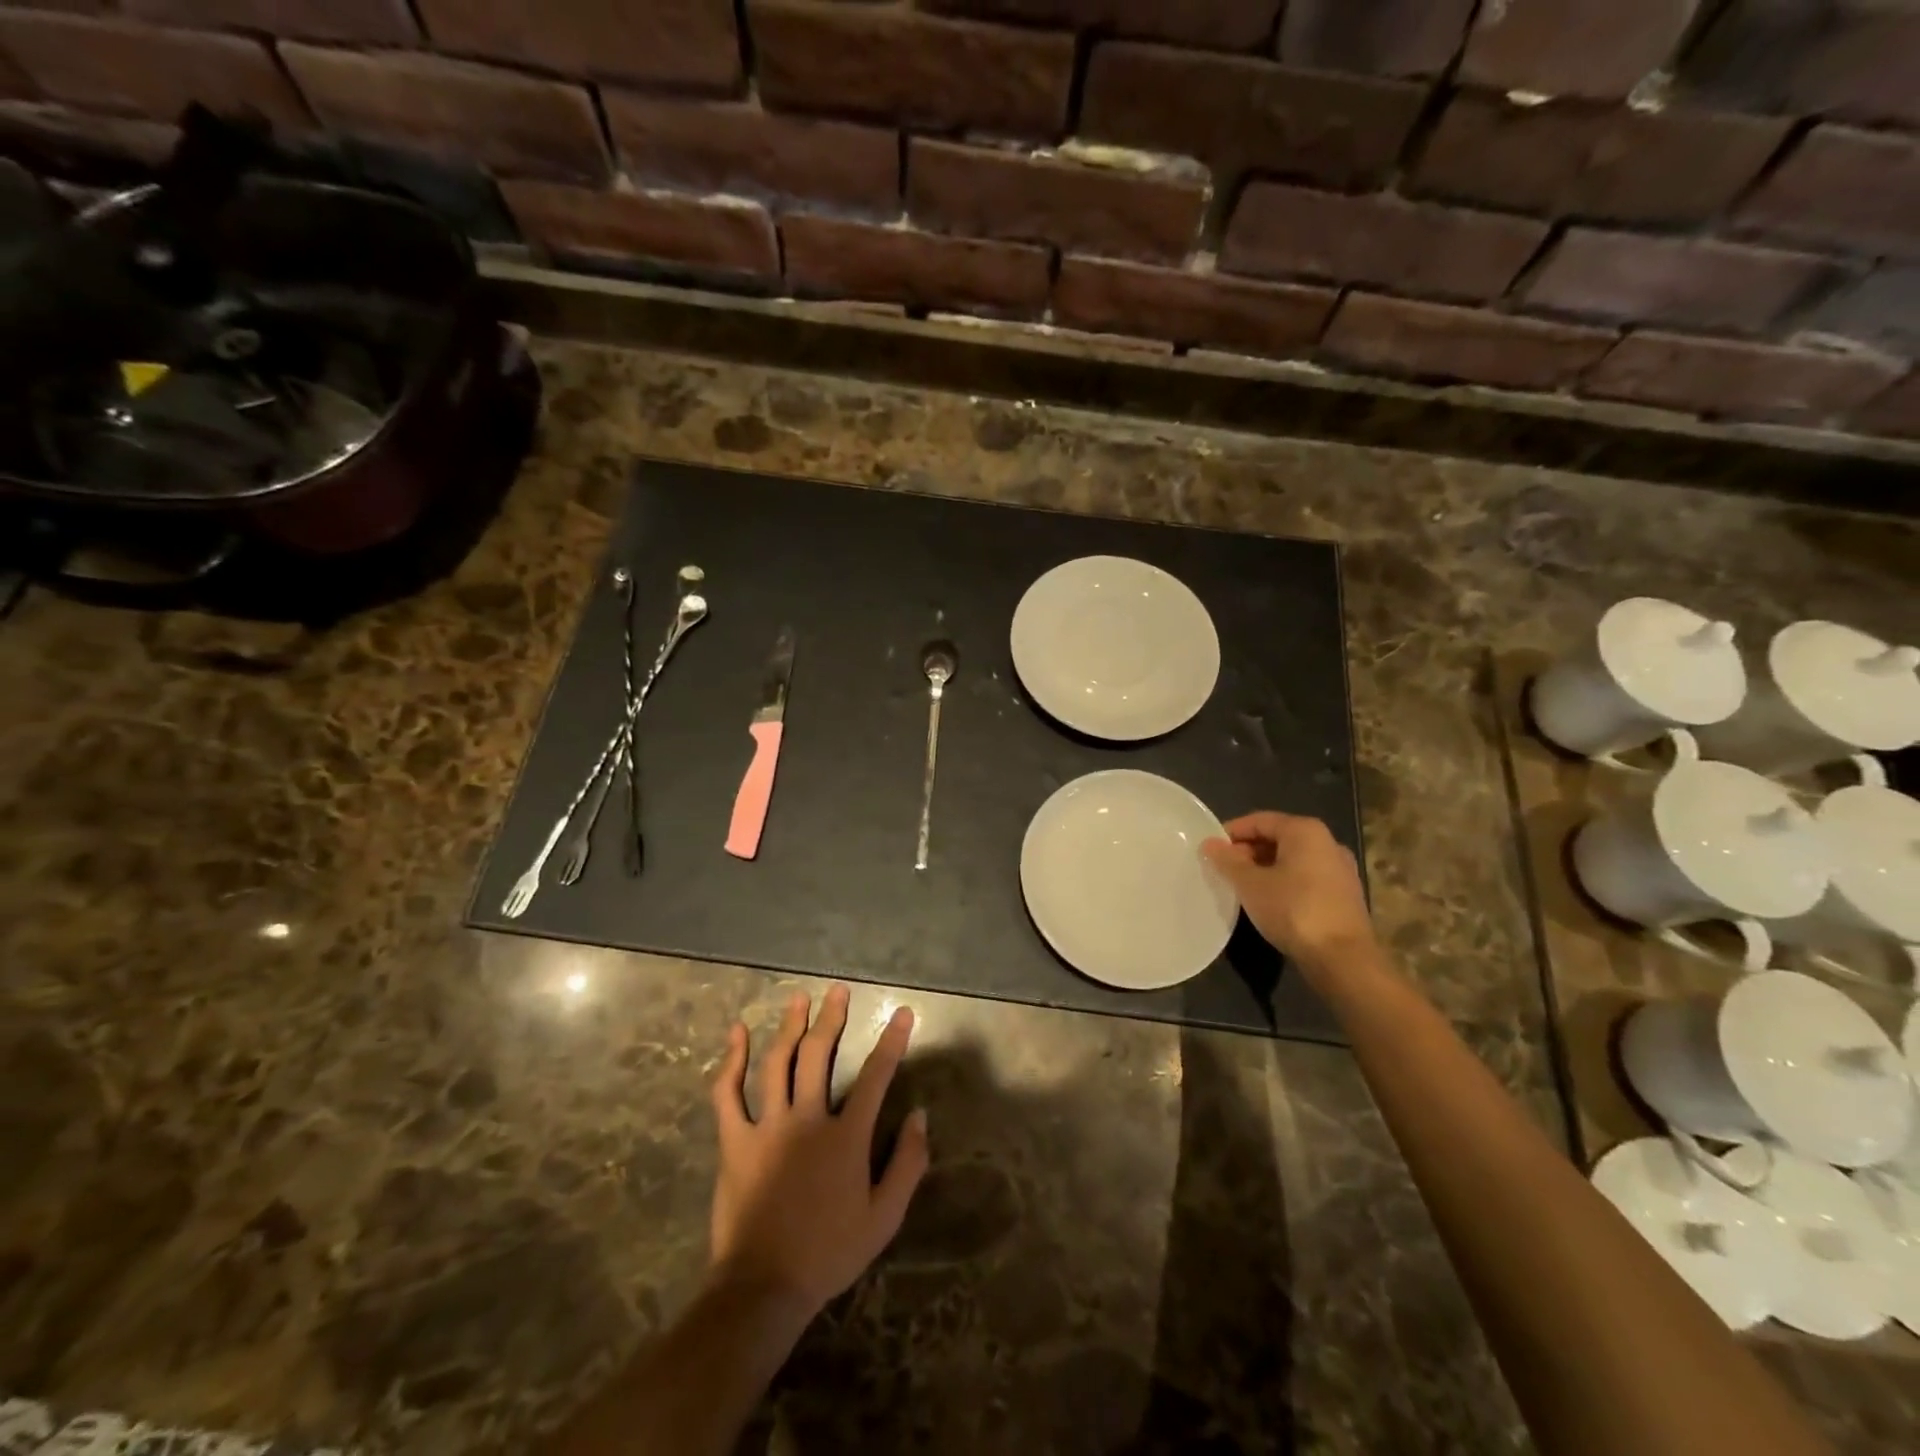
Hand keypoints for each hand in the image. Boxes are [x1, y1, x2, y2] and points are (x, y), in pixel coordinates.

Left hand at [707, 985, 928, 1319]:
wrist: (764, 1287)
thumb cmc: (829, 1252)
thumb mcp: (884, 1218)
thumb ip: (907, 1164)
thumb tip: (919, 1116)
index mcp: (846, 1136)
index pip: (875, 1076)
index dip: (891, 1041)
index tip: (902, 1012)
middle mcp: (807, 1119)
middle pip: (819, 1054)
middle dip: (831, 1018)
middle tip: (837, 991)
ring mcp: (767, 1126)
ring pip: (777, 1062)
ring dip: (789, 1026)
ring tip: (798, 999)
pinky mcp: (734, 1140)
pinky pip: (728, 1093)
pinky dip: (731, 1060)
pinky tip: (736, 1034)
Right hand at [1202, 811, 1376, 971]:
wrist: (1343, 959)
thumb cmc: (1293, 910)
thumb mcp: (1250, 884)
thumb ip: (1228, 861)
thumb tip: (1209, 844)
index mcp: (1305, 831)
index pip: (1260, 820)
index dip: (1231, 832)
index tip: (1210, 850)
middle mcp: (1327, 843)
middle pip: (1278, 838)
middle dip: (1248, 851)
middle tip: (1223, 870)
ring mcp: (1340, 870)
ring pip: (1292, 860)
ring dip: (1264, 869)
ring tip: (1241, 887)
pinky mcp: (1344, 895)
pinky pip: (1305, 878)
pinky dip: (1283, 883)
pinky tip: (1268, 902)